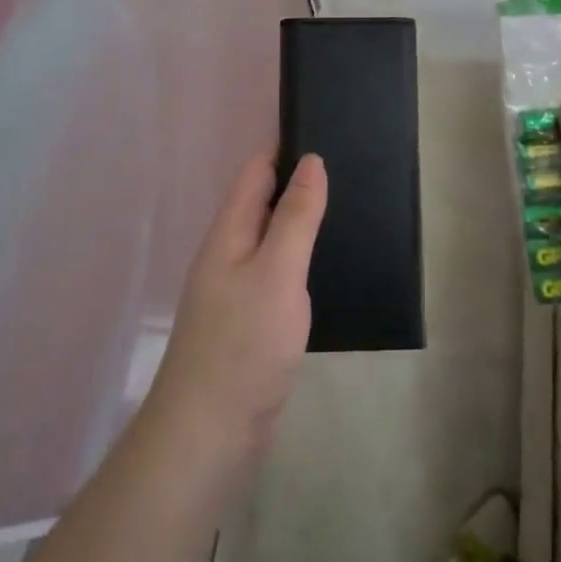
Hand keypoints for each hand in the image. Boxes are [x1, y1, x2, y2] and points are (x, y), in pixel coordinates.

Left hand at [140, 151, 325, 489]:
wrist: (210, 435)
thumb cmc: (244, 345)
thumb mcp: (277, 272)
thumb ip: (296, 217)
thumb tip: (311, 161)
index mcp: (229, 234)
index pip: (255, 171)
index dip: (284, 146)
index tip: (324, 126)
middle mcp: (228, 255)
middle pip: (262, 201)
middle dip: (297, 180)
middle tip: (350, 165)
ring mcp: (237, 290)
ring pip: (271, 239)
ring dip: (300, 220)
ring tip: (348, 206)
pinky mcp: (251, 322)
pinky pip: (277, 273)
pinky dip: (300, 258)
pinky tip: (328, 265)